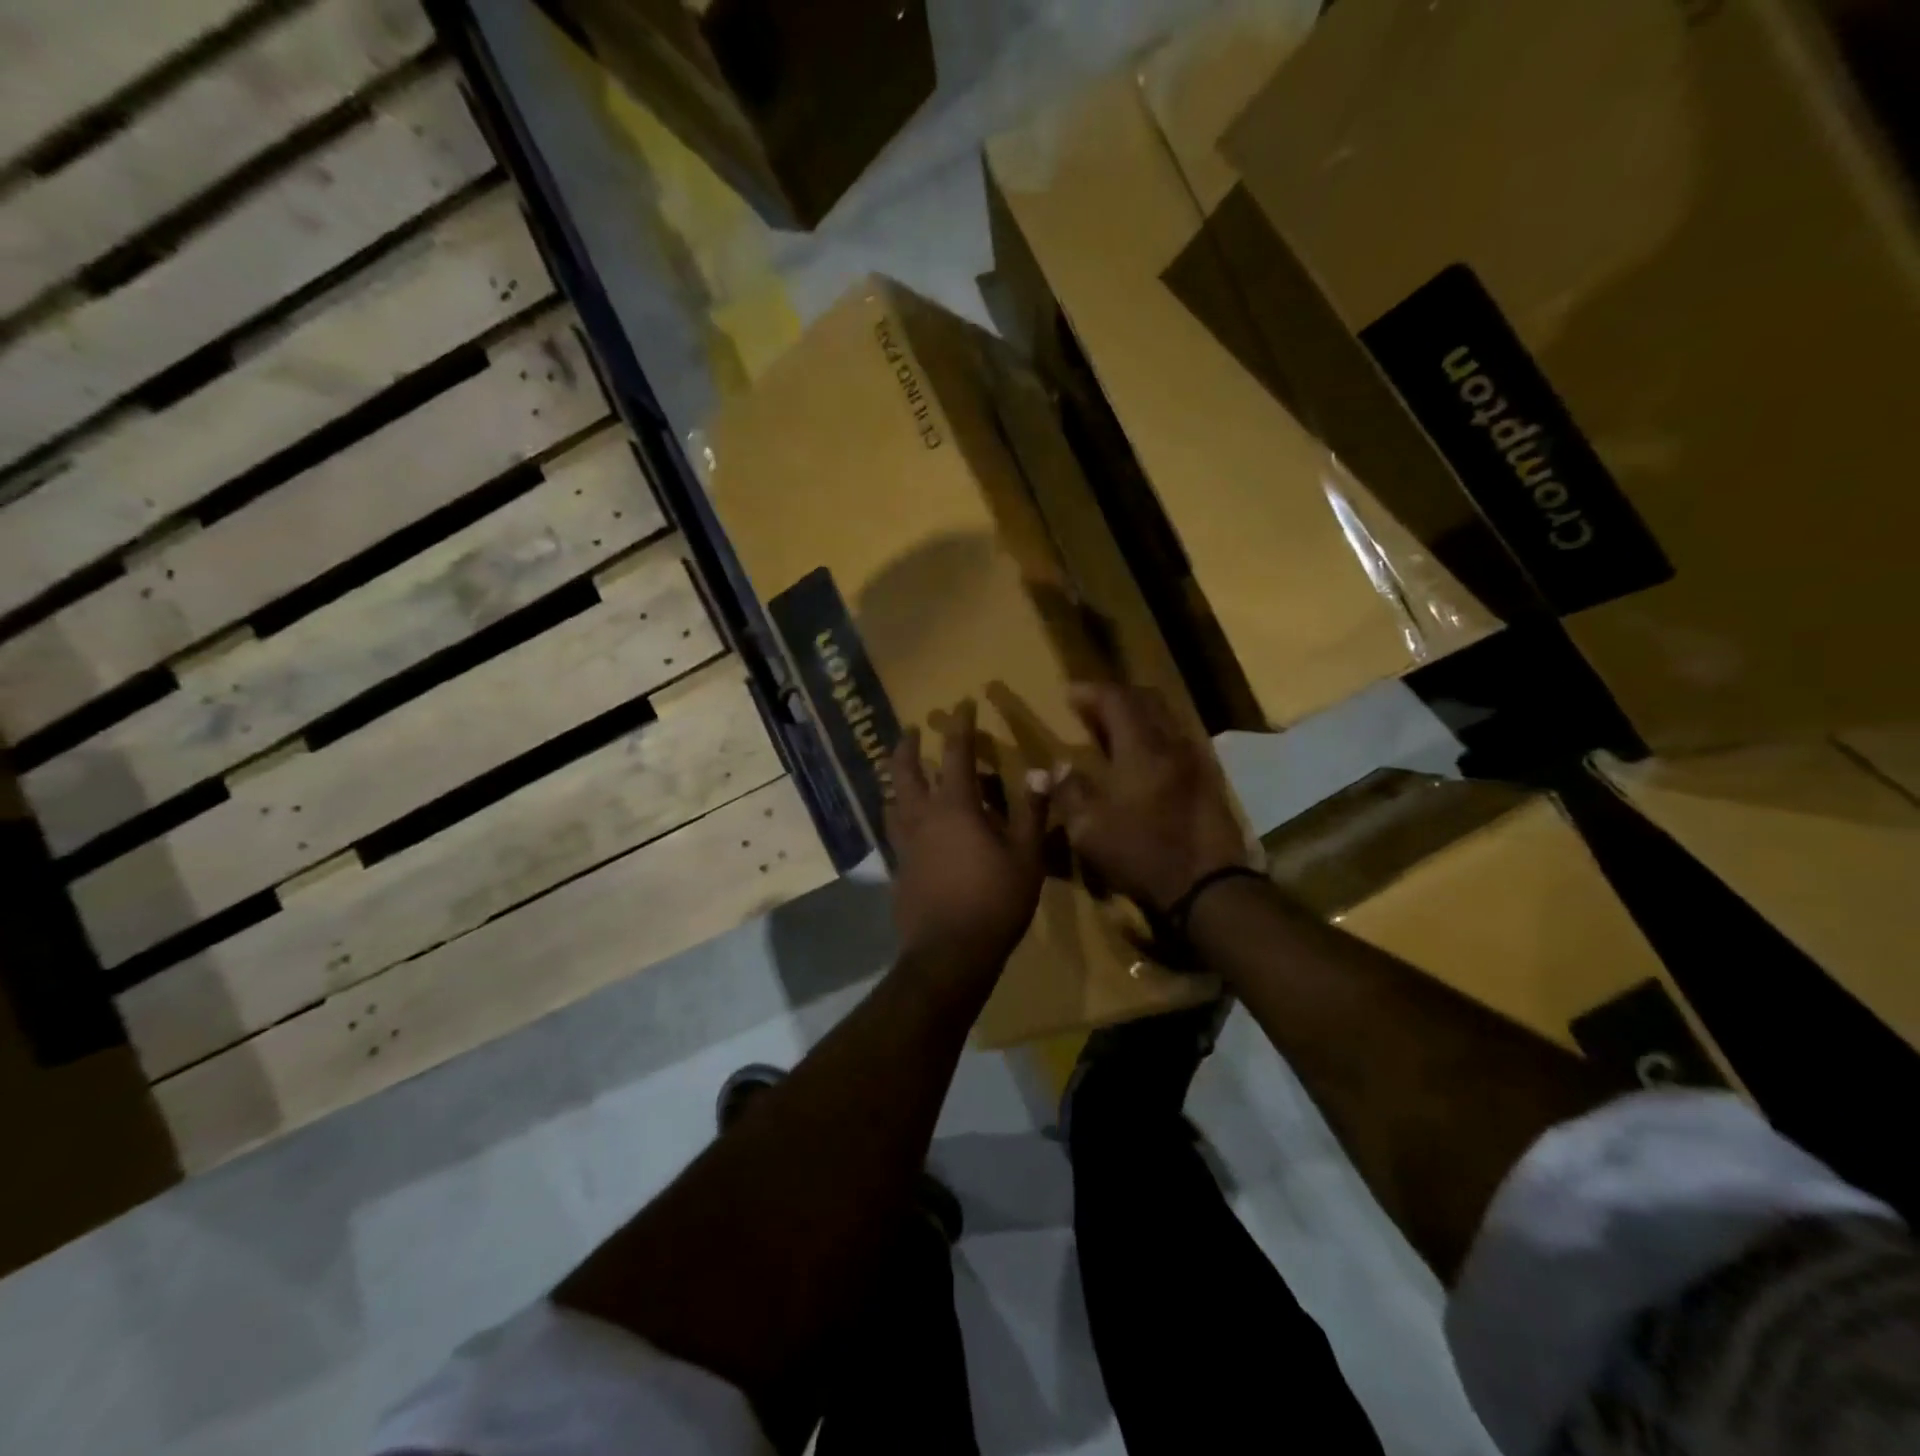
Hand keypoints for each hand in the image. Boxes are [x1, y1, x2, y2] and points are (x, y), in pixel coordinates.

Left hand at [885, 701, 1049, 970]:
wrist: (948, 954)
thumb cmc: (994, 901)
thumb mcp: (1026, 856)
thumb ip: (1032, 811)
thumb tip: (1043, 770)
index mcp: (955, 807)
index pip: (955, 753)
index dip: (960, 725)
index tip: (962, 704)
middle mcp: (922, 817)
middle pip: (905, 771)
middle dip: (908, 746)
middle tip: (911, 730)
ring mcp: (904, 844)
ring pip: (891, 800)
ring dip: (895, 780)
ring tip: (900, 774)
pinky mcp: (897, 869)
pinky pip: (893, 831)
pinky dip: (897, 816)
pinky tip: (906, 826)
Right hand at [1052, 683, 1247, 915]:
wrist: (1208, 887)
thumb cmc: (1143, 854)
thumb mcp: (1090, 830)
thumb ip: (1070, 792)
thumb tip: (1058, 767)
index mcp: (1142, 749)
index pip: (1116, 700)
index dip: (1090, 692)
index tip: (1069, 694)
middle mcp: (1173, 745)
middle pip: (1147, 700)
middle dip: (1116, 697)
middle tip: (1091, 707)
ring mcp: (1197, 762)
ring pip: (1167, 720)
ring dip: (1138, 716)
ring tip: (1113, 731)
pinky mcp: (1210, 781)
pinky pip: (1178, 742)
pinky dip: (1155, 738)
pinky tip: (1143, 760)